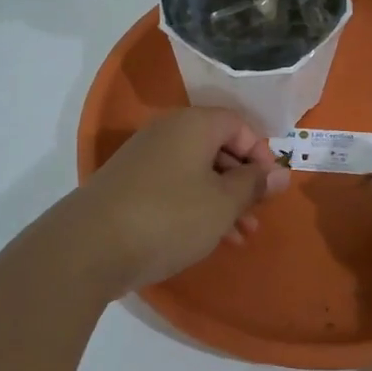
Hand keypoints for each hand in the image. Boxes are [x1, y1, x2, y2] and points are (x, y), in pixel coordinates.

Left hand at [60, 106, 289, 294]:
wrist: (90, 246)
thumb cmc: (170, 216)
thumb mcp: (223, 203)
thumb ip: (254, 185)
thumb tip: (281, 172)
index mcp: (193, 124)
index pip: (238, 124)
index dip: (260, 153)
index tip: (271, 185)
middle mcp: (167, 132)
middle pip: (217, 147)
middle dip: (243, 181)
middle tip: (258, 213)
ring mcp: (144, 158)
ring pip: (197, 172)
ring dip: (223, 200)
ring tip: (242, 236)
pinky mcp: (129, 185)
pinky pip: (175, 187)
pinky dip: (197, 207)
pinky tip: (211, 238)